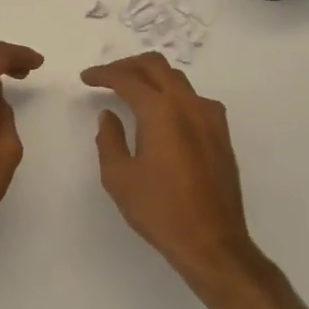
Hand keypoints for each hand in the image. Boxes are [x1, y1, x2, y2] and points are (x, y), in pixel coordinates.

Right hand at [81, 53, 261, 291]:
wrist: (212, 243)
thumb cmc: (160, 210)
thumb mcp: (119, 177)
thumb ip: (109, 139)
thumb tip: (109, 115)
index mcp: (160, 111)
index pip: (127, 79)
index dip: (103, 74)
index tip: (86, 78)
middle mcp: (187, 105)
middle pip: (156, 66)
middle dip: (128, 65)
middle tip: (107, 77)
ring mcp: (209, 117)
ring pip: (178, 79)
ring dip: (152, 78)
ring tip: (132, 92)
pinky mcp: (221, 134)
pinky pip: (194, 99)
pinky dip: (173, 95)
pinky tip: (164, 114)